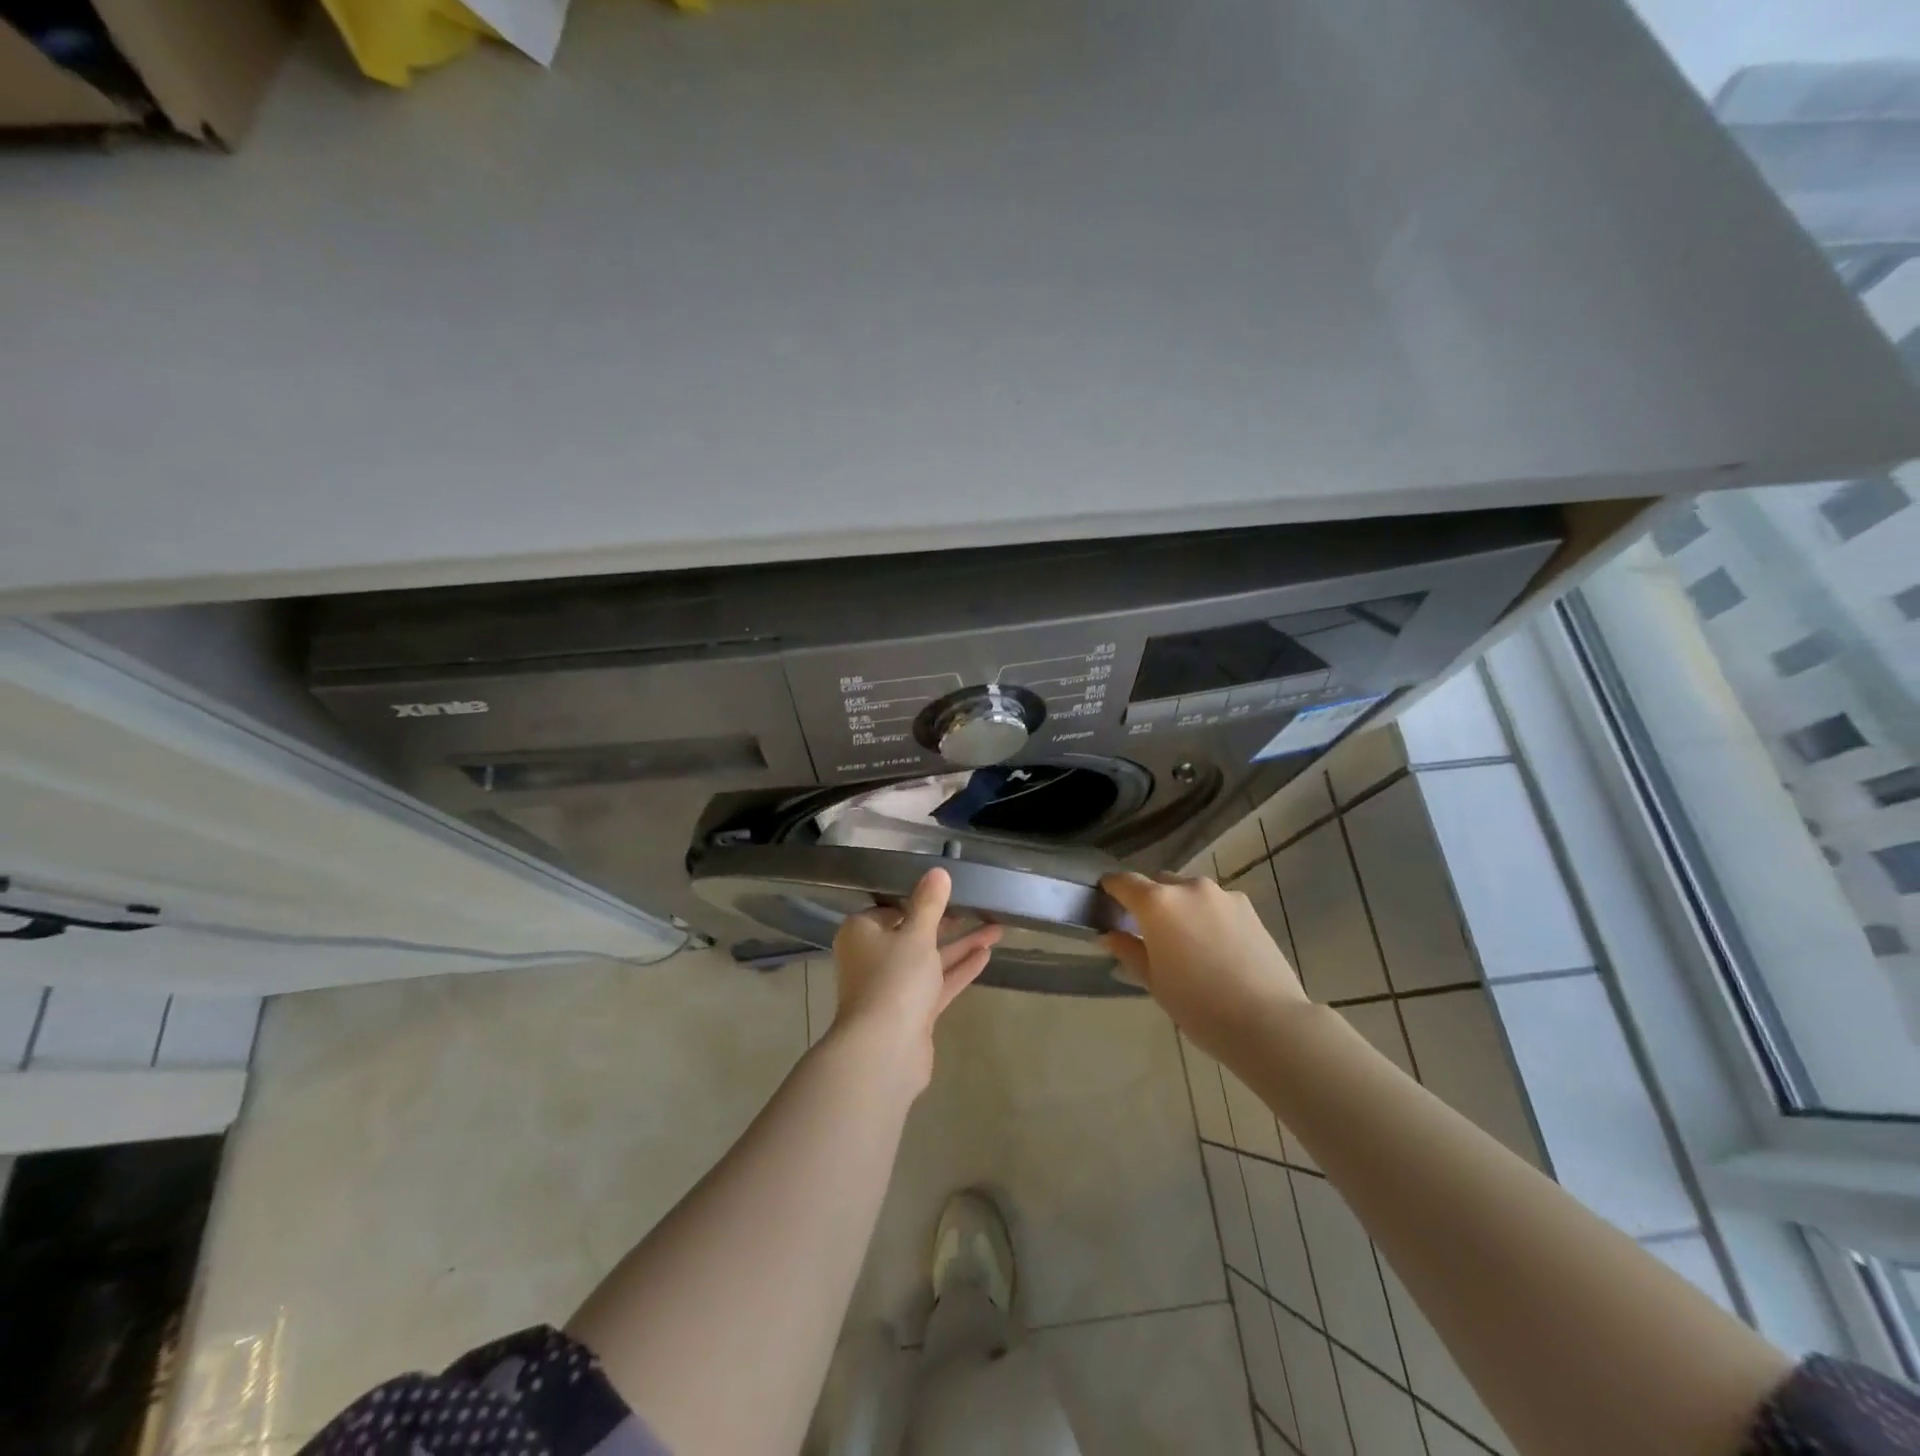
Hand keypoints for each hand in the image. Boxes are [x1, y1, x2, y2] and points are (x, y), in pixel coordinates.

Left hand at [831, 868, 1000, 1089]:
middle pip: (914, 934)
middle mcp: (873, 958)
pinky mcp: (911, 1012)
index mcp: (862, 933)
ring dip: (961, 945)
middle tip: (979, 909)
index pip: (892, 909)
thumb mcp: (916, 935)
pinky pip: (937, 983)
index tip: (948, 893)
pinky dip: (958, 969)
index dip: (920, 901)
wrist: (884, 1050)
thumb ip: (929, 904)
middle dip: (949, 924)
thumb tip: (938, 871)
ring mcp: (892, 987)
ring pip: (930, 959)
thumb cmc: (894, 980)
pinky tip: (986, 955)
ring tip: (997, 930)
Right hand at [1099, 871, 1306, 1055]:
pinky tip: (1216, 948)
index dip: (1111, 888)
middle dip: (1149, 901)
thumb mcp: (1154, 981)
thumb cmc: (1198, 1006)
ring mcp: (1222, 895)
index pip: (1124, 882)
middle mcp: (1189, 888)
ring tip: (1187, 943)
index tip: (1106, 899)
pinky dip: (1207, 916)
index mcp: (1157, 903)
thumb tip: (1109, 935)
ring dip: (1181, 908)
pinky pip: (1216, 904)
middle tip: (1148, 932)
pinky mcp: (1249, 907)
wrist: (1268, 1021)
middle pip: (1159, 883)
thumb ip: (1128, 950)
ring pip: (1190, 892)